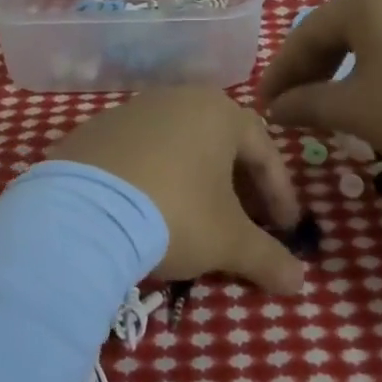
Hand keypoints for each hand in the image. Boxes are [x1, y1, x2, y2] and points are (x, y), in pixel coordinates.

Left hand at [46, 87, 306, 292]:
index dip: (280, 193)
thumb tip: (299, 282)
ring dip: (195, 179)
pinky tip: (147, 210)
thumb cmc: (174, 213)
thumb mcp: (228, 241)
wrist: (82, 212)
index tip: (286, 230)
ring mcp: (132, 111)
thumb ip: (267, 257)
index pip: (264, 150)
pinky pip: (139, 153)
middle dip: (239, 184)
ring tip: (196, 218)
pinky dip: (154, 178)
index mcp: (218, 112)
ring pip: (179, 144)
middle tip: (246, 223)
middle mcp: (177, 99)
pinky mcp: (95, 130)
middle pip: (221, 142)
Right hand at [257, 0, 381, 176]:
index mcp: (364, 1)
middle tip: (290, 108)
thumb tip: (275, 108)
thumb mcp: (356, 110)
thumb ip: (307, 104)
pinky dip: (370, 72)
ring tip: (325, 107)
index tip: (264, 106)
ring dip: (338, 74)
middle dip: (308, 72)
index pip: (305, 34)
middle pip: (334, 33)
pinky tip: (370, 99)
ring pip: (364, 41)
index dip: (280, 73)